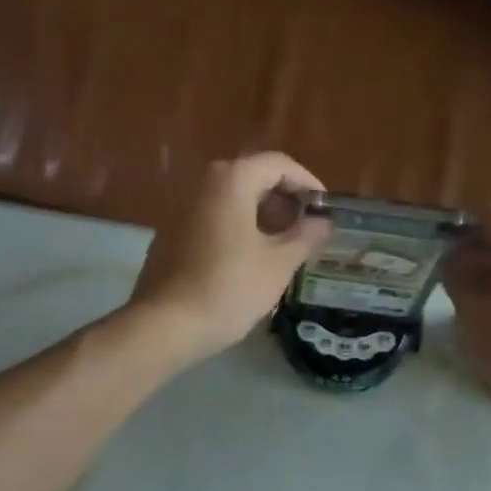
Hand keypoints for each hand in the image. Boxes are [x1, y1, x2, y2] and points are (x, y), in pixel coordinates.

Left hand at [129, 153, 332, 366]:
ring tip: (284, 248)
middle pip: (253, 178)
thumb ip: (306, 236)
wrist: (165, 325)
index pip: (279, 165)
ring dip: (262, 217)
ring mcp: (181, 209)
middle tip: (307, 231)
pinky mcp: (171, 234)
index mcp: (232, 180)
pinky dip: (237, 230)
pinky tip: (250, 261)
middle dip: (284, 201)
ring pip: (232, 201)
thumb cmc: (229, 289)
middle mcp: (203, 184)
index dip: (307, 183)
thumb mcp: (279, 264)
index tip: (325, 210)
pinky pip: (213, 220)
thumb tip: (323, 222)